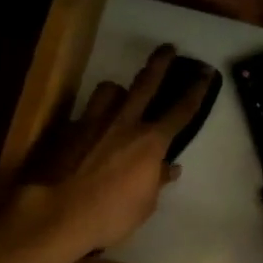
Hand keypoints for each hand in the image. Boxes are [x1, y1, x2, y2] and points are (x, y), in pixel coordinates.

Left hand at [15, 44, 214, 258]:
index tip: (205, 73)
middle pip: (146, 83)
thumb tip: (170, 168)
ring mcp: (94, 121)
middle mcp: (125, 122)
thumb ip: (157, 181)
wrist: (57, 212)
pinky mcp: (70, 129)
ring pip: (110, 89)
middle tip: (168, 47)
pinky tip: (90, 129)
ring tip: (119, 94)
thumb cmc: (109, 215)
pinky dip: (93, 117)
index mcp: (150, 141)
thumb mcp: (144, 205)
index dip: (196, 90)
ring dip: (118, 89)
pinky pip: (87, 113)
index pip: (181, 111)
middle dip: (160, 63)